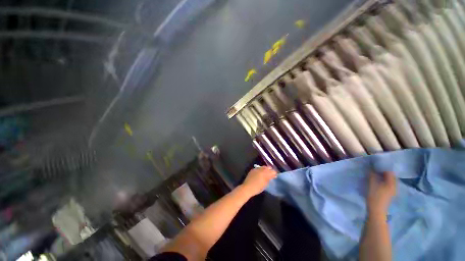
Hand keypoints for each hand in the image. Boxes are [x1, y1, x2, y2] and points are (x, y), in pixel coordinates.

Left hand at [242, 166, 277, 196]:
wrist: (247, 188)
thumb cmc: (257, 188)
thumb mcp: (265, 184)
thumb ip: (269, 178)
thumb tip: (272, 176)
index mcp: (265, 173)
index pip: (272, 171)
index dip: (274, 173)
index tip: (275, 176)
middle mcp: (261, 169)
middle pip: (268, 167)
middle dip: (270, 170)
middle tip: (271, 174)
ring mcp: (256, 169)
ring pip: (263, 167)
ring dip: (265, 169)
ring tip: (266, 173)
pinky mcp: (252, 170)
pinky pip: (258, 168)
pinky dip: (260, 170)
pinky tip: (260, 173)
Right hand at [367, 171, 395, 216]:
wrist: (377, 211)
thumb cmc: (375, 197)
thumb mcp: (372, 185)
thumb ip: (372, 176)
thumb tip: (371, 168)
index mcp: (392, 183)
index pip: (389, 172)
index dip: (383, 167)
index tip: (375, 165)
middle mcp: (394, 186)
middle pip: (390, 176)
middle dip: (383, 171)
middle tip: (374, 168)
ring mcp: (392, 190)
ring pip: (389, 180)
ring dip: (383, 176)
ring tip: (375, 174)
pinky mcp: (389, 193)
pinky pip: (387, 184)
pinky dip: (383, 180)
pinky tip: (377, 181)